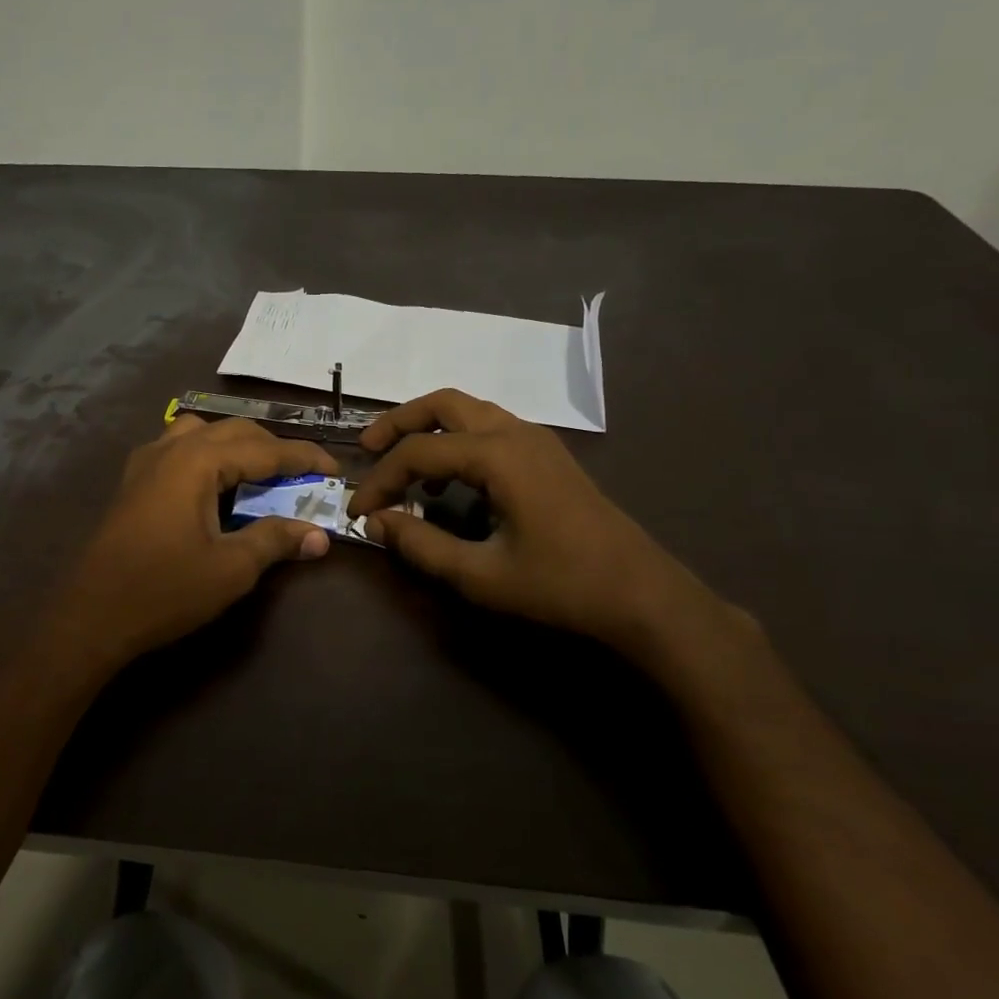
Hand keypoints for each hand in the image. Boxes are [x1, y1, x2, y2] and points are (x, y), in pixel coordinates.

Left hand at [47, 415, 337, 671]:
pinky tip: (210, 485)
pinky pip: (177, 449)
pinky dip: (205, 456)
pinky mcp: (132, 482)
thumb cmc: (165, 590)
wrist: (92, 616)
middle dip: (272, 449)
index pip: (263, 449)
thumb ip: (276, 541)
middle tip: (302, 476)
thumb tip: (319, 535)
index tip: (334, 470)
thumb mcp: (231, 568)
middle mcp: (170, 449)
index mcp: (197, 461)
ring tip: (256, 475)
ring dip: (235, 447)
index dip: (303, 458)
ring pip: (201, 433)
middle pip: (233, 432)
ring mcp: (145, 462)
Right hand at [347, 389, 720, 661]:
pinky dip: (458, 441)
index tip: (357, 512)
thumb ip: (420, 545)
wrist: (641, 595)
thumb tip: (376, 523)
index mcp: (497, 455)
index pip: (417, 452)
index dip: (379, 480)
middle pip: (443, 403)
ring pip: (469, 410)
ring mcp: (536, 440)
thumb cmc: (560, 586)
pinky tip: (450, 482)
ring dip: (429, 429)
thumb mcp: (480, 575)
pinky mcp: (547, 455)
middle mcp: (515, 432)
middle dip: (399, 422)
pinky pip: (490, 428)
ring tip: (404, 467)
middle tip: (368, 449)